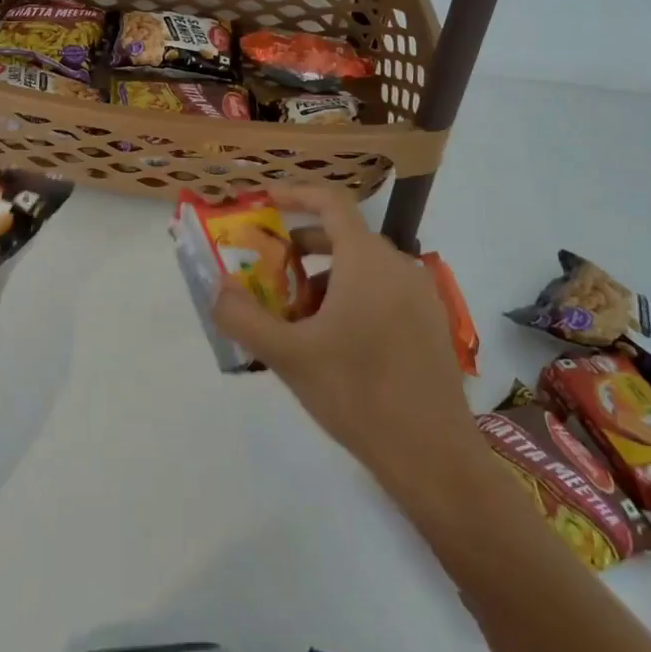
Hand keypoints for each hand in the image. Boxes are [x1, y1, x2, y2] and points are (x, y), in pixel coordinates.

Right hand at [210, 183, 485, 509]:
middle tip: (269, 274)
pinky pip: (382, 291)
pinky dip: (350, 297)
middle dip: (300, 249)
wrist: (432, 456)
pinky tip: (332, 342)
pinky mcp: (431, 324)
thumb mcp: (288, 356)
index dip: (295, 194)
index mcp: (366, 261)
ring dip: (323, 279)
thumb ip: (243, 317)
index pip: (330, 203)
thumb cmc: (356, 394)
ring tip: (296, 319)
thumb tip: (218, 289)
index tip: (264, 201)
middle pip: (343, 237)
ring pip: (362, 268)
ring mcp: (420, 296)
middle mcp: (398, 267)